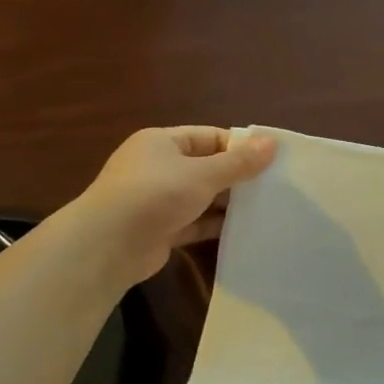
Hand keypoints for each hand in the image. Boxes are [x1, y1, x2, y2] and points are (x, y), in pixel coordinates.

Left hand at [71, 126, 276, 285]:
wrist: (107, 246)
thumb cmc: (155, 195)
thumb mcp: (203, 174)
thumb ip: (240, 162)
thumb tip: (273, 142)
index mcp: (162, 142)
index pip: (210, 137)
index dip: (241, 147)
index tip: (273, 160)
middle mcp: (158, 167)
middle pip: (208, 167)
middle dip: (238, 177)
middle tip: (276, 187)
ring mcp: (158, 200)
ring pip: (203, 197)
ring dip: (229, 204)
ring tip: (267, 209)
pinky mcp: (162, 229)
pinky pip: (196, 223)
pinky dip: (216, 226)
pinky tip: (244, 230)